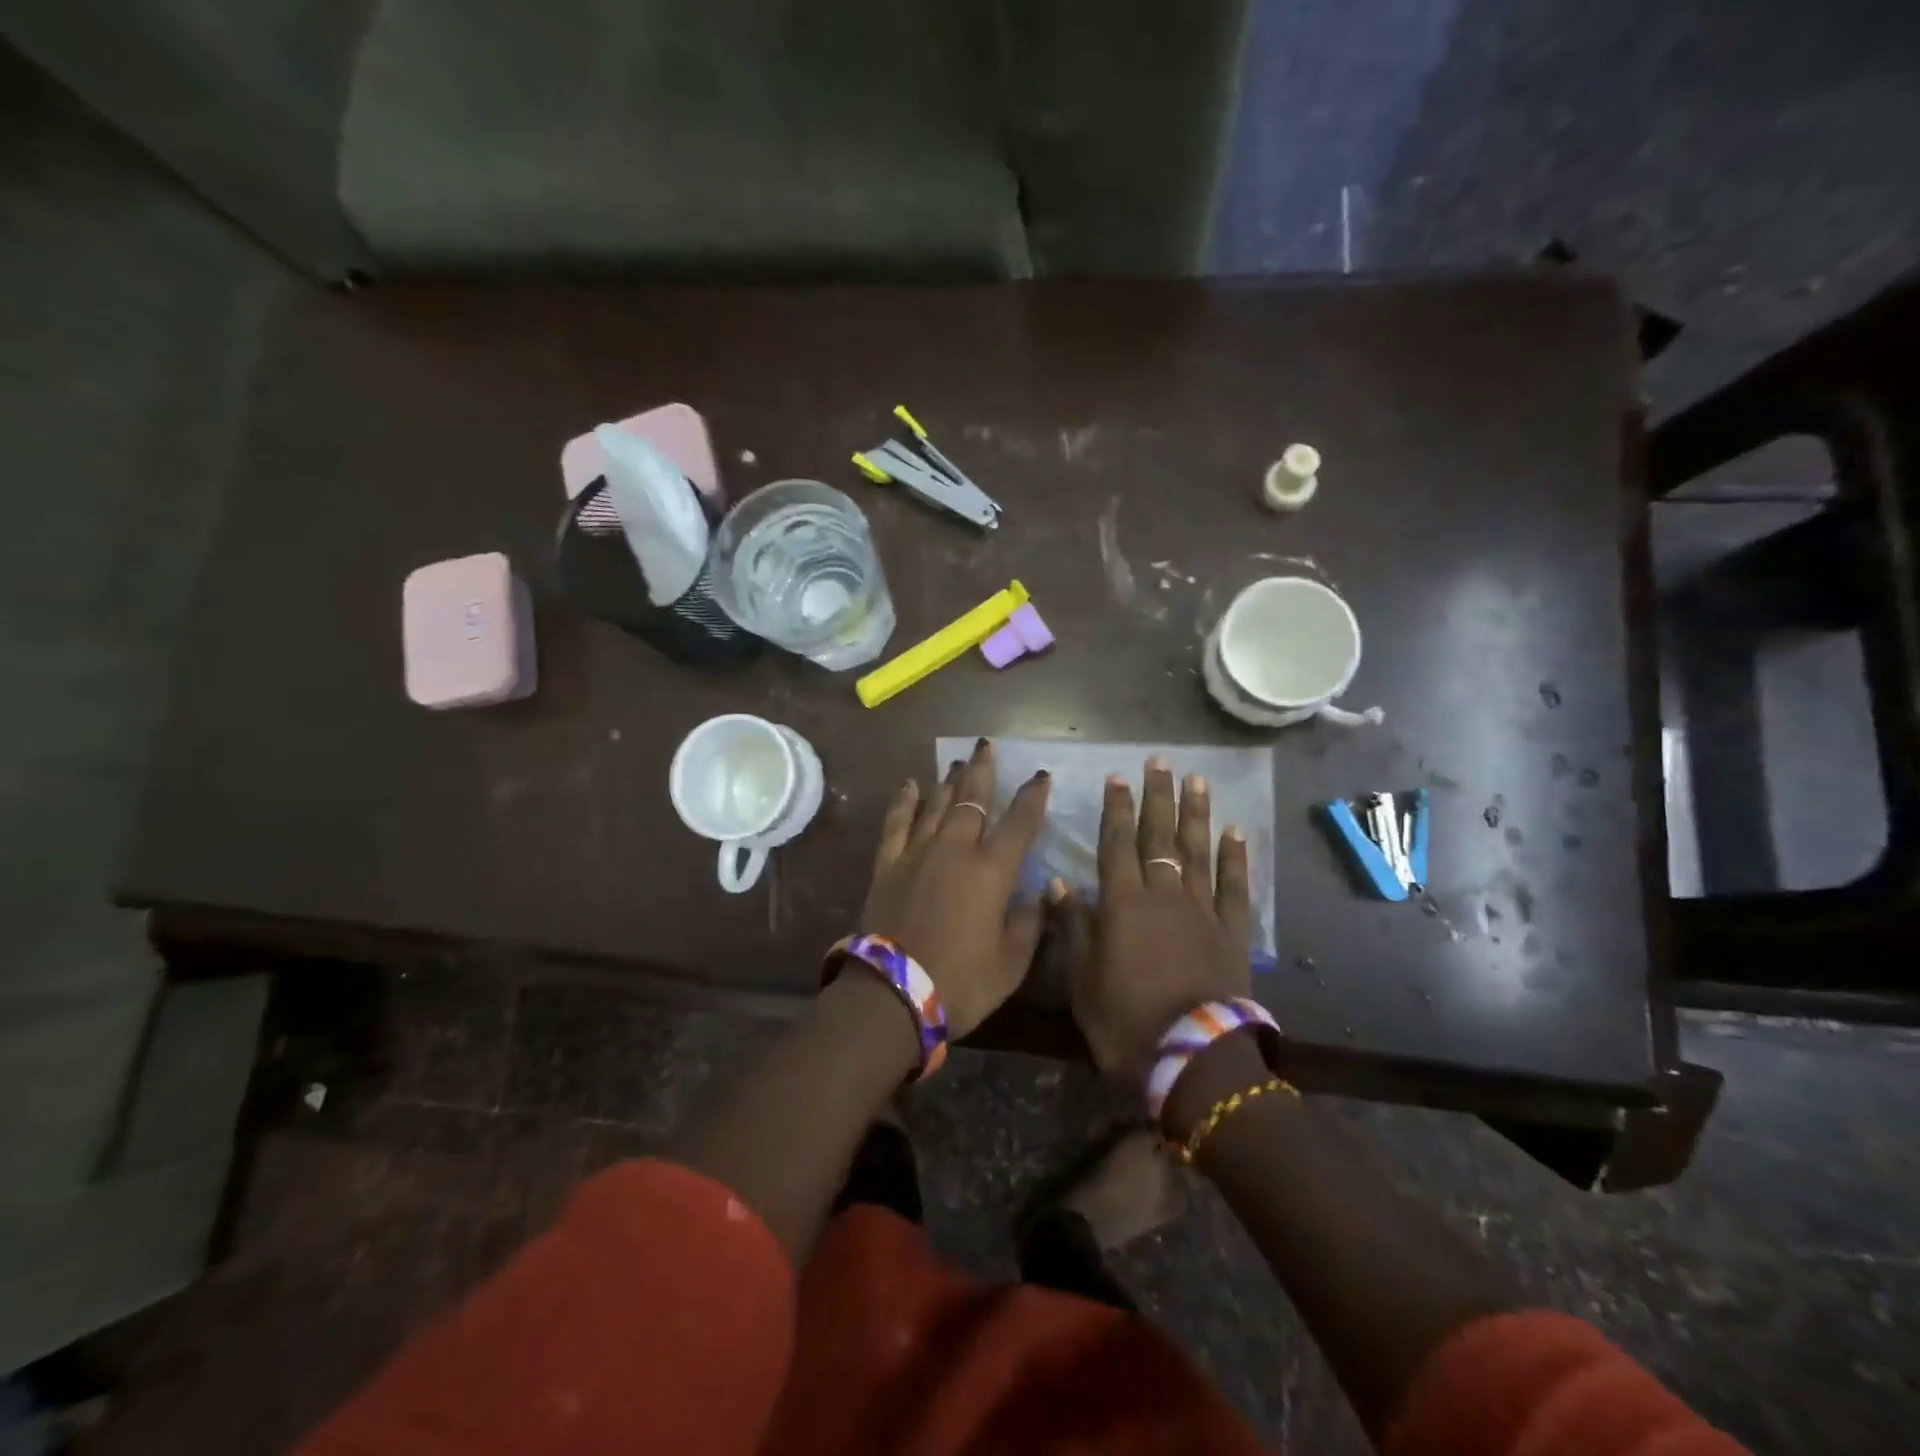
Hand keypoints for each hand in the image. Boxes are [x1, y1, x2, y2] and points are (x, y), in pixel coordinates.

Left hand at [859, 737, 1050, 1038]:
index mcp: (991, 871)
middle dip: (983, 771)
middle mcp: (955, 850)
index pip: (1019, 823)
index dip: (1033, 797)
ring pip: (937, 805)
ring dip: (949, 781)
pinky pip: (897, 823)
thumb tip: (1042, 892)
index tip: (1041, 775)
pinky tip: (909, 785)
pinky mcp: (888, 865)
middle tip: (986, 744)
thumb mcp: (1011, 963)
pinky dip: (904, 802)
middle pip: (972, 800)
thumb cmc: (961, 982)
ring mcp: (917, 853)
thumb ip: (1030, 922)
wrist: (892, 994)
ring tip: (958, 761)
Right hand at [1054, 756, 1250, 1080]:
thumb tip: (1058, 882)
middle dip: (1158, 796)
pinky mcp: (1232, 931)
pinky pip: (1233, 886)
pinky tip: (1235, 831)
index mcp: (1123, 903)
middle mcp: (1163, 894)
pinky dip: (1234, 857)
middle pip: (1159, 836)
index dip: (1116, 809)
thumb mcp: (1082, 979)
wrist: (1193, 1057)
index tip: (1117, 777)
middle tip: (1159, 762)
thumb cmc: (1125, 1021)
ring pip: (1196, 851)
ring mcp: (1202, 910)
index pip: (1116, 844)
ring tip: (1197, 780)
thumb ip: (1072, 926)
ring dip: (1196, 813)